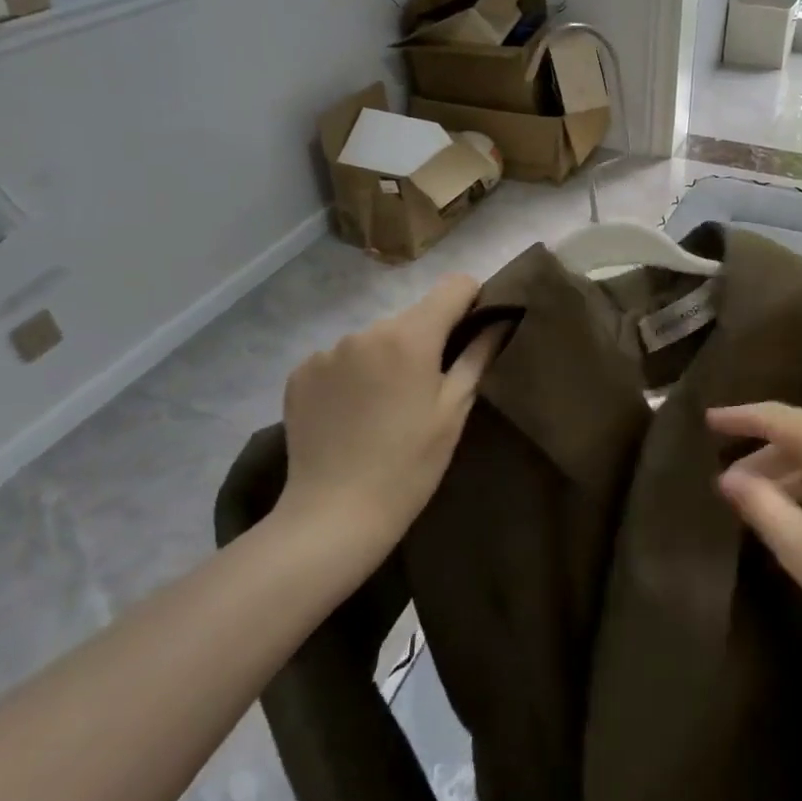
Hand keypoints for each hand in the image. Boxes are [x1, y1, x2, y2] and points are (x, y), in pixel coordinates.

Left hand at [278, 275, 500, 555]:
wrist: (334, 514)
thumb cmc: (410, 465)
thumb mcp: (454, 411)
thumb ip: (478, 356)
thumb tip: (501, 320)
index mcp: (410, 336)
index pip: (453, 286)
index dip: (472, 301)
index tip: (474, 332)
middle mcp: (366, 330)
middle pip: (412, 316)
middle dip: (426, 339)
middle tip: (427, 387)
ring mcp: (327, 350)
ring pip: (374, 339)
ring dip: (386, 358)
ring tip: (385, 406)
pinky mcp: (300, 373)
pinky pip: (340, 359)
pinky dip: (352, 375)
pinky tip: (352, 414)